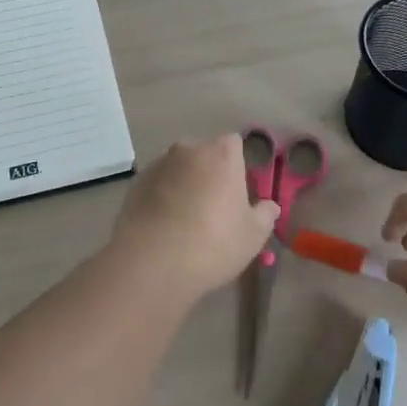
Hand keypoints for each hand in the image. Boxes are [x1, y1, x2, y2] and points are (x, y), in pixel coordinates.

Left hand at [109, 135, 280, 299]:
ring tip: (186, 220)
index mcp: (221, 154)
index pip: (234, 143)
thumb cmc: (213, 243)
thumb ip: (264, 216)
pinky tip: (165, 226)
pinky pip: (158, 184)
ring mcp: (159, 164)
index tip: (238, 190)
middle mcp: (189, 149)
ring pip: (179, 169)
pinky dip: (163, 196)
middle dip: (210, 173)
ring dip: (185, 184)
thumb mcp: (252, 236)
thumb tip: (270, 206)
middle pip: (205, 154)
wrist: (153, 262)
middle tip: (215, 207)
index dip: (237, 164)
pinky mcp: (137, 183)